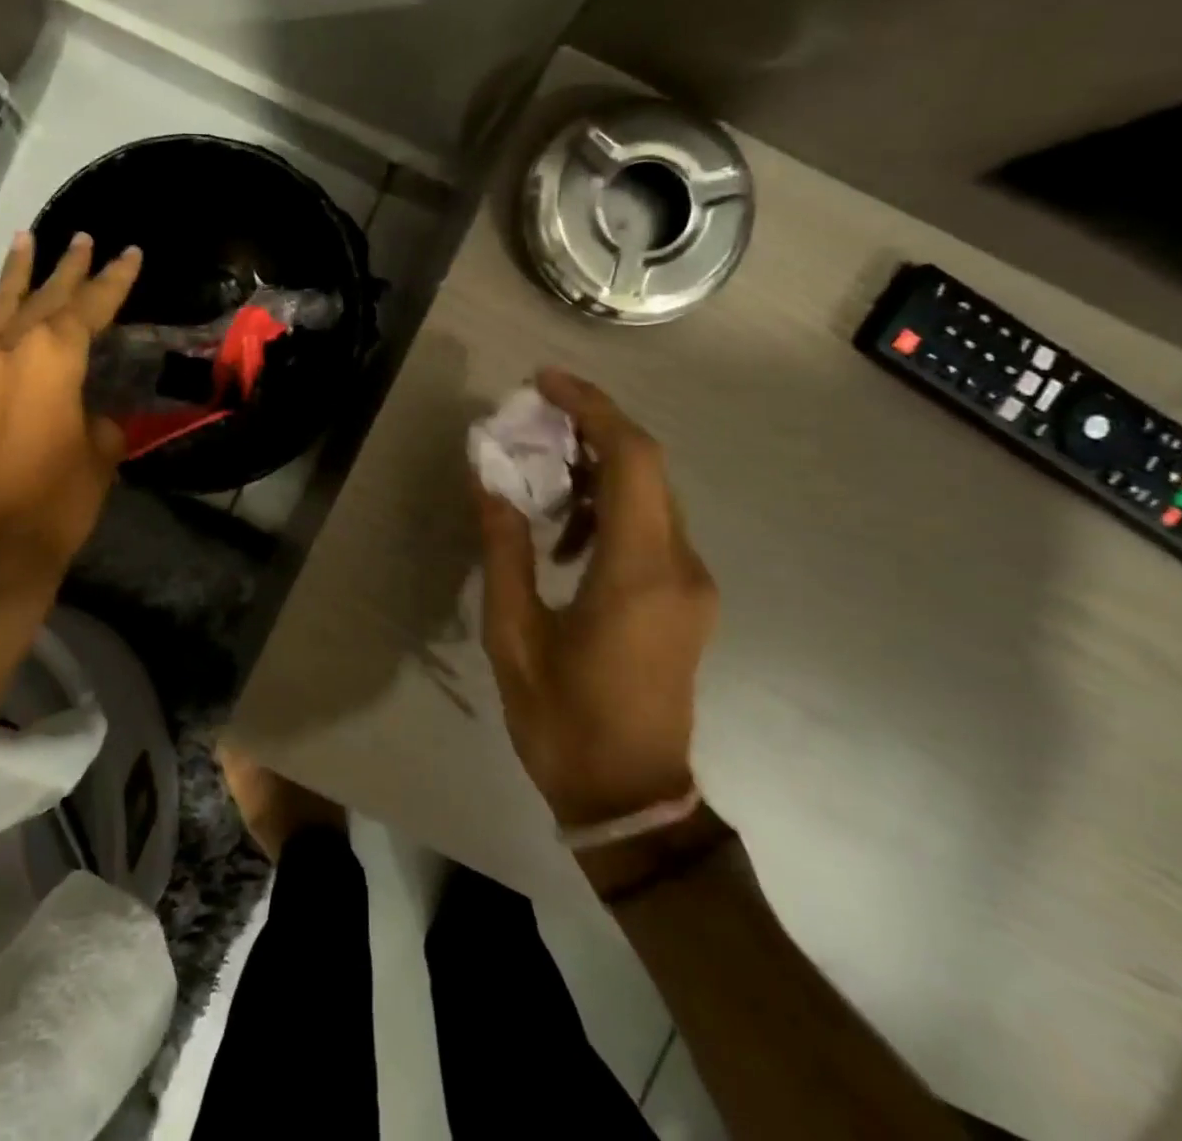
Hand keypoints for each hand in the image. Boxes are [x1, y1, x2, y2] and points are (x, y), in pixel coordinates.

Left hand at [0, 229, 140, 604]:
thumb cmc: (59, 499)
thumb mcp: (101, 454)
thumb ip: (101, 420)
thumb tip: (93, 414)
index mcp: (54, 356)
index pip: (90, 305)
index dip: (114, 279)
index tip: (129, 252)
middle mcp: (10, 349)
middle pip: (44, 296)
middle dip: (67, 267)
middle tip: (83, 238)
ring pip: (0, 308)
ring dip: (16, 276)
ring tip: (26, 239)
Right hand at [475, 368, 716, 827]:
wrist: (630, 798)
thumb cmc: (563, 719)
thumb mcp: (515, 633)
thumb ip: (504, 548)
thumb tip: (488, 480)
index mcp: (640, 572)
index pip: (633, 458)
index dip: (592, 408)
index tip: (544, 383)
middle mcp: (681, 566)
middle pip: (647, 467)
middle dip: (591, 430)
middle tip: (532, 422)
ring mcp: (693, 584)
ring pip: (652, 495)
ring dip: (598, 471)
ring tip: (540, 478)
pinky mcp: (688, 599)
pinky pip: (654, 528)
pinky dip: (611, 508)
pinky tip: (567, 537)